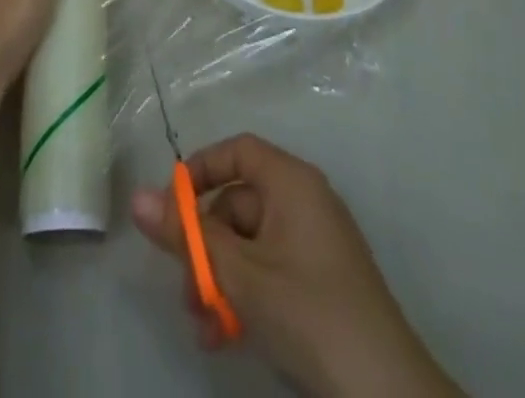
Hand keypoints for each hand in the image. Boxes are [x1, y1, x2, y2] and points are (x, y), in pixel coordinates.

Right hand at [132, 134, 462, 397]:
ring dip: (220, 280)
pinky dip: (244, 295)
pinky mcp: (319, 282)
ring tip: (206, 328)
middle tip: (187, 292)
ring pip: (249, 244)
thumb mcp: (241, 275)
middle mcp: (304, 201)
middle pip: (238, 203)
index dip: (201, 170)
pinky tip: (226, 336)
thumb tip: (137, 198)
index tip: (171, 207)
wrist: (387, 395)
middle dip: (205, 247)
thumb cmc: (310, 314)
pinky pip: (268, 270)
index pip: (238, 151)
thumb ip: (188, 236)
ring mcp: (314, 243)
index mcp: (292, 182)